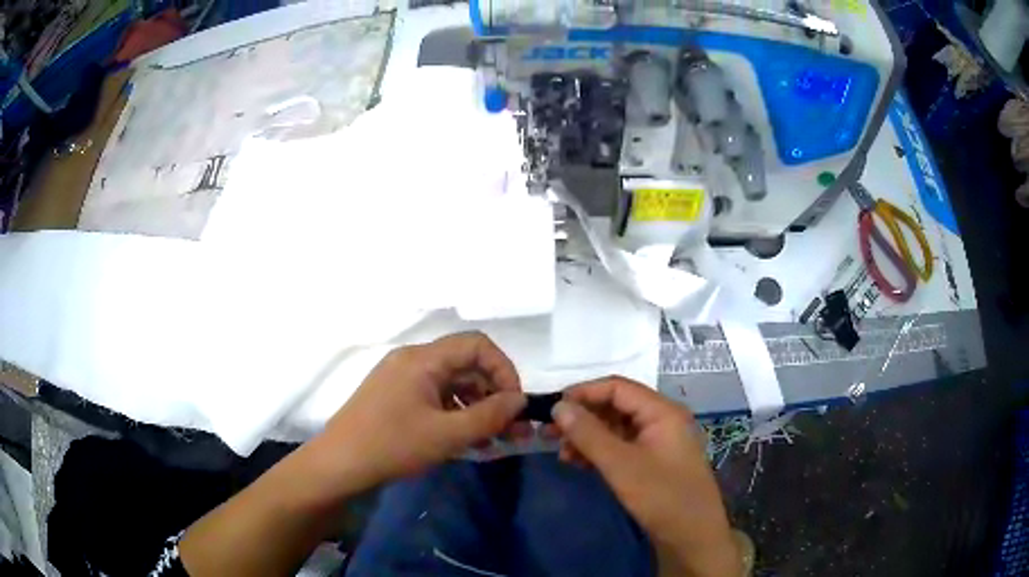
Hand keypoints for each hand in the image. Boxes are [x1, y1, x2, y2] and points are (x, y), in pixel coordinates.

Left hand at [309, 332, 526, 492]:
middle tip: (512, 430)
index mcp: (423, 359)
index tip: (514, 404)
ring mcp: (402, 379)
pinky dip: (457, 415)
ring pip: (453, 384)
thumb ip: (490, 416)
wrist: (339, 465)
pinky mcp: (396, 397)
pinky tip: (468, 441)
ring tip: (493, 441)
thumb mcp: (447, 435)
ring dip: (477, 409)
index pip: (477, 345)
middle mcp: (413, 360)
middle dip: (494, 395)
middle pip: (466, 365)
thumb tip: (520, 399)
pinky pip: (436, 397)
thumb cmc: (392, 445)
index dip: (503, 370)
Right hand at [552, 377, 739, 576]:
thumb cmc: (662, 497)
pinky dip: (599, 452)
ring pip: (616, 428)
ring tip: (562, 454)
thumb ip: (589, 434)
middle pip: (616, 406)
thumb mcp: (621, 465)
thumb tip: (558, 406)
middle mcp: (662, 420)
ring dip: (588, 437)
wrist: (693, 537)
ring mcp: (658, 442)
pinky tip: (578, 463)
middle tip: (549, 433)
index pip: (617, 387)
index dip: (583, 393)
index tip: (551, 408)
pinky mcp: (653, 462)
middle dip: (582, 417)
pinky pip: (621, 447)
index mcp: (662, 411)